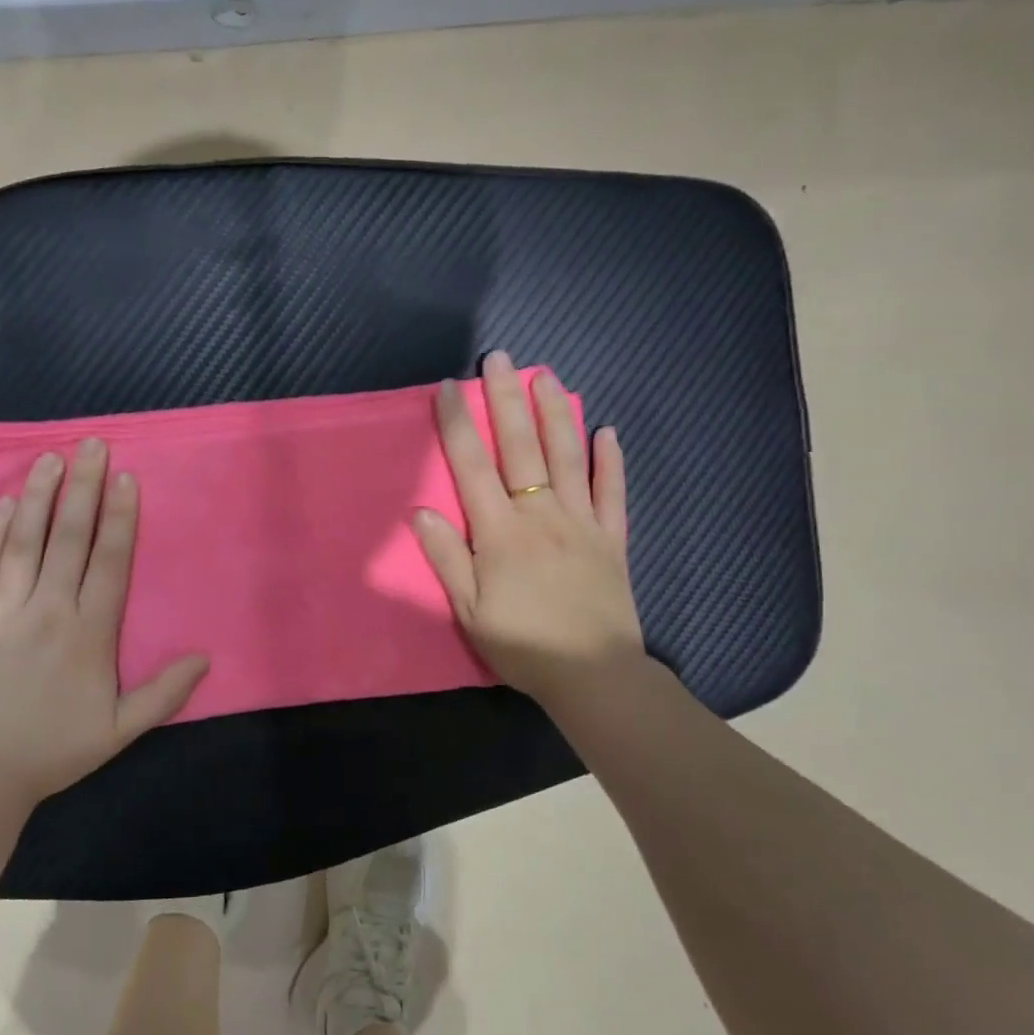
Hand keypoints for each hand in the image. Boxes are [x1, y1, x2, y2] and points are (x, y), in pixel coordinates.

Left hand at [0, 439, 209, 809]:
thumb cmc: (52, 750)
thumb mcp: (118, 731)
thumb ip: (163, 693)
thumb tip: (205, 657)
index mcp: (89, 634)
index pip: (109, 561)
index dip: (120, 517)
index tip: (125, 478)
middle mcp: (48, 610)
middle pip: (69, 538)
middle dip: (83, 488)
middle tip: (92, 445)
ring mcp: (3, 610)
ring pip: (26, 540)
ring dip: (41, 495)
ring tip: (51, 457)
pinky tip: (8, 502)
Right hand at [412, 350, 643, 709]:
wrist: (594, 676)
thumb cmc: (523, 646)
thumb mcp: (469, 612)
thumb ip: (447, 559)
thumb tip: (421, 513)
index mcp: (500, 533)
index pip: (473, 467)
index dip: (457, 425)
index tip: (447, 388)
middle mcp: (541, 516)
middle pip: (522, 448)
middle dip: (506, 400)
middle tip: (501, 358)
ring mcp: (582, 523)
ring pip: (568, 457)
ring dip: (556, 413)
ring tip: (548, 376)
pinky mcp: (612, 539)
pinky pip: (612, 492)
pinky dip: (610, 460)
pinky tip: (607, 431)